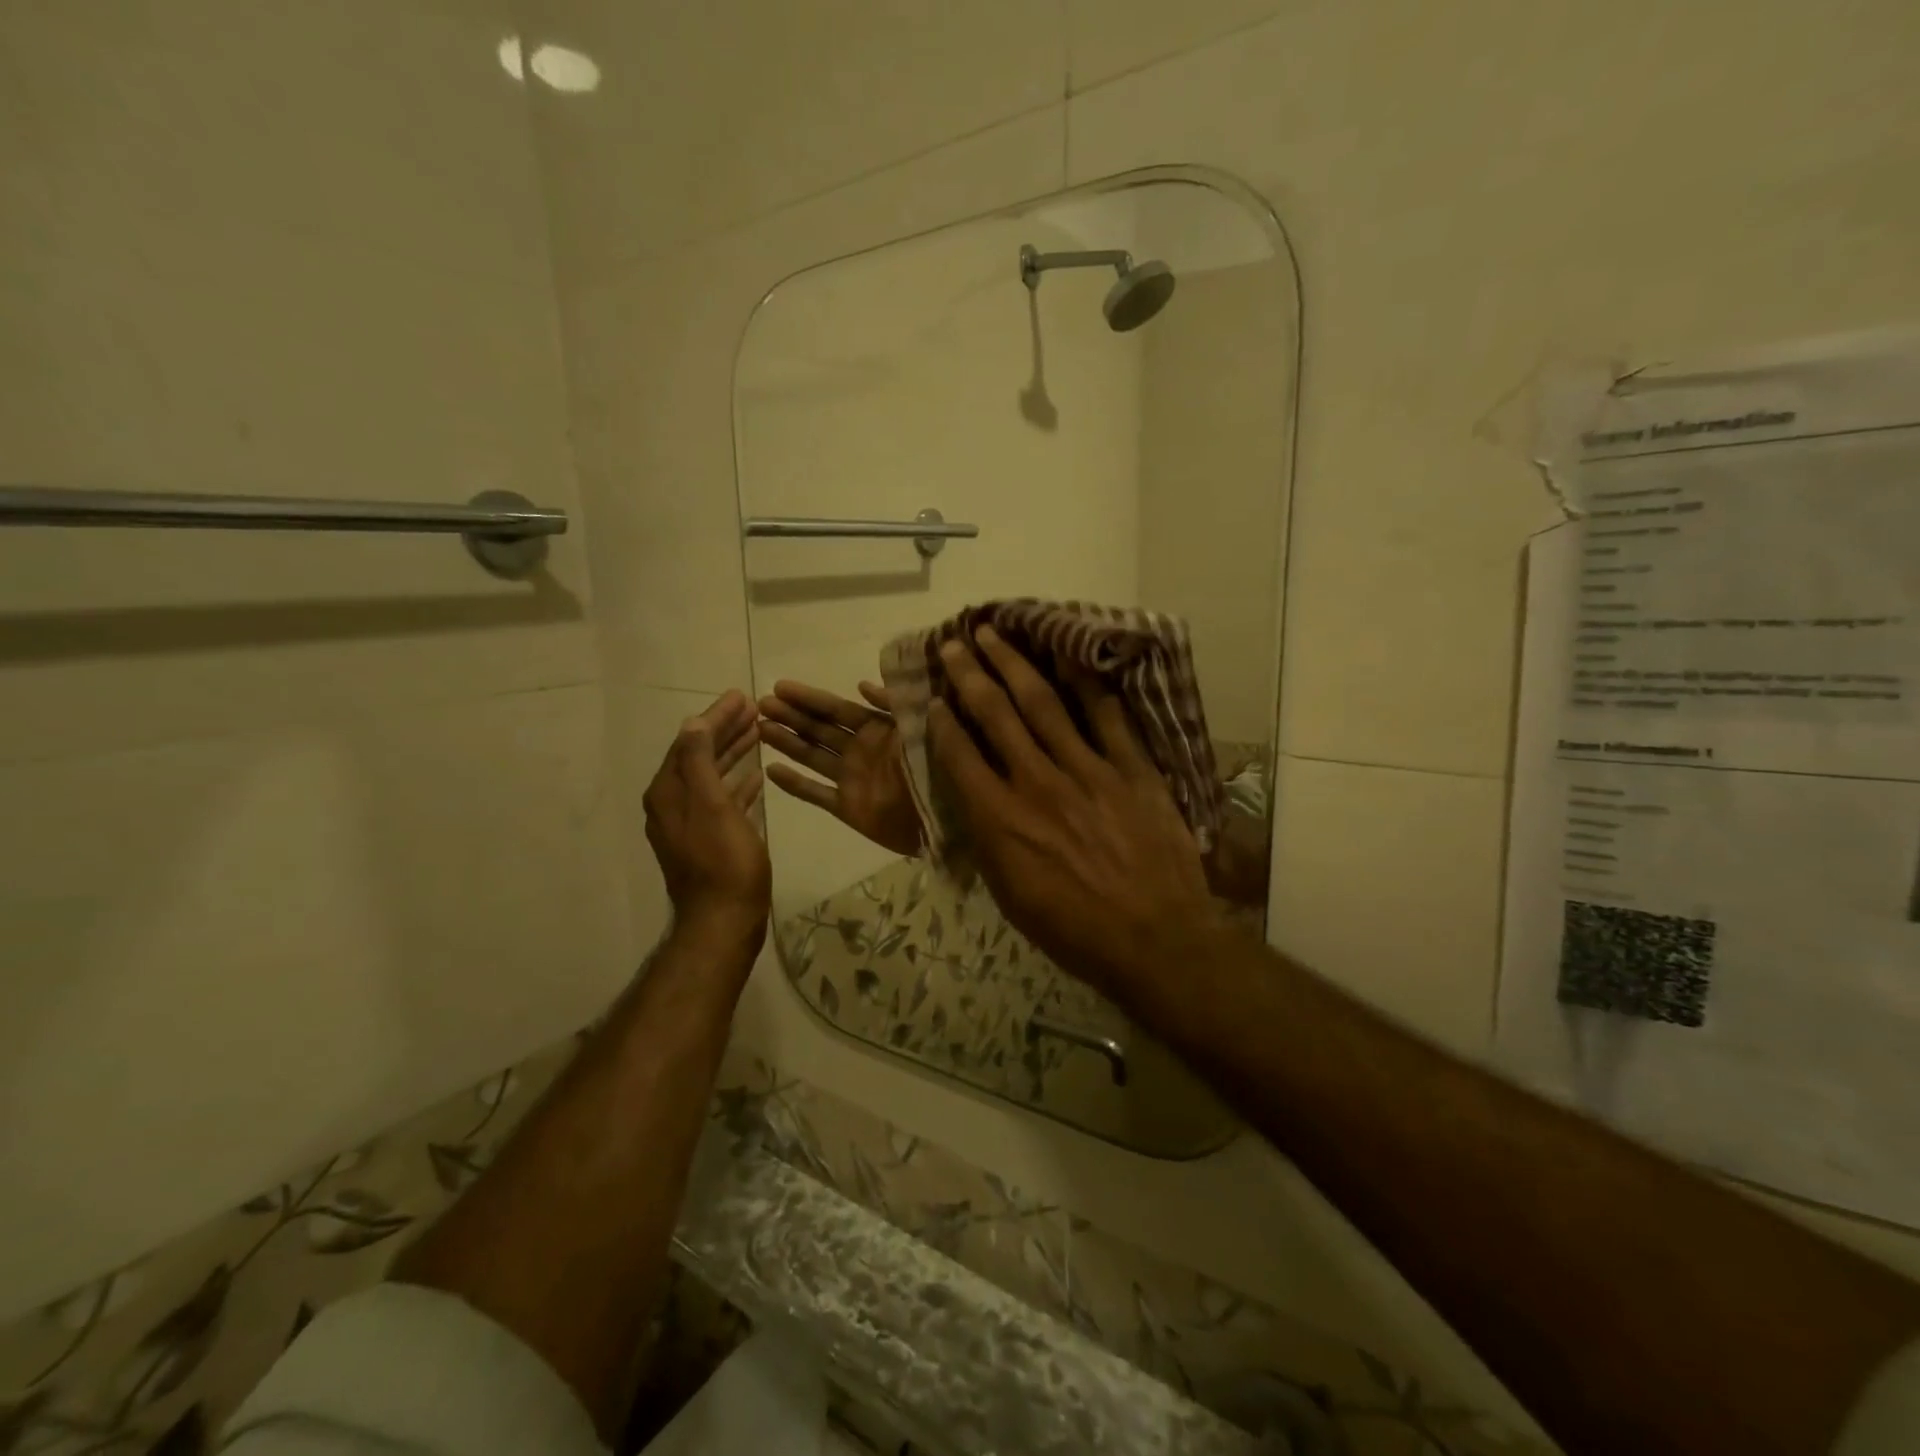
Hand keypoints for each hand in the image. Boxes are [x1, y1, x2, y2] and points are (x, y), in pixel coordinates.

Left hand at [644, 690, 770, 954]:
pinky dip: (736, 783)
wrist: (724, 920)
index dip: (715, 717)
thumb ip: (700, 762)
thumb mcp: (712, 806)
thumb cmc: (724, 862)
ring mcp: (688, 824)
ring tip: (757, 733)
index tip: (741, 696)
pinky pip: (720, 799)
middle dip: (723, 730)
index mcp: (668, 793)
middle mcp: (672, 804)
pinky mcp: (707, 840)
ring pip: (710, 776)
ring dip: (732, 753)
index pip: (690, 741)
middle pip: (698, 755)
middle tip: (752, 708)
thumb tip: (693, 723)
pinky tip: (755, 777)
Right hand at [758, 681, 924, 857]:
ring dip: (787, 742)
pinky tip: (770, 771)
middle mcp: (860, 751)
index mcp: (878, 730)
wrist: (950, 820)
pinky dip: (795, 784)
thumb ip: (893, 706)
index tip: (780, 685)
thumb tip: (861, 684)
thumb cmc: (938, 770)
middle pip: (819, 730)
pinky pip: (817, 794)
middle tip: (760, 704)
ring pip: (812, 756)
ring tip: (758, 729)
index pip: (836, 709)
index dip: (809, 697)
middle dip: (791, 716)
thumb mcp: (920, 728)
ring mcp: (852, 779)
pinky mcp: (849, 808)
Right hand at [927, 628, 1222, 998]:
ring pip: (1044, 703)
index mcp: (1001, 821)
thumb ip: (988, 841)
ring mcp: (1088, 771)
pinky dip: (1087, 683)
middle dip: (970, 674)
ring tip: (995, 633)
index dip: (941, 721)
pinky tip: (1070, 654)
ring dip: (1015, 664)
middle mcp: (1038, 783)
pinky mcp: (1132, 770)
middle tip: (953, 643)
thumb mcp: (1011, 896)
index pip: (959, 755)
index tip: (933, 696)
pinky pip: (1107, 716)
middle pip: (996, 715)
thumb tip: (974, 802)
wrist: (1156, 941)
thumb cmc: (1074, 930)